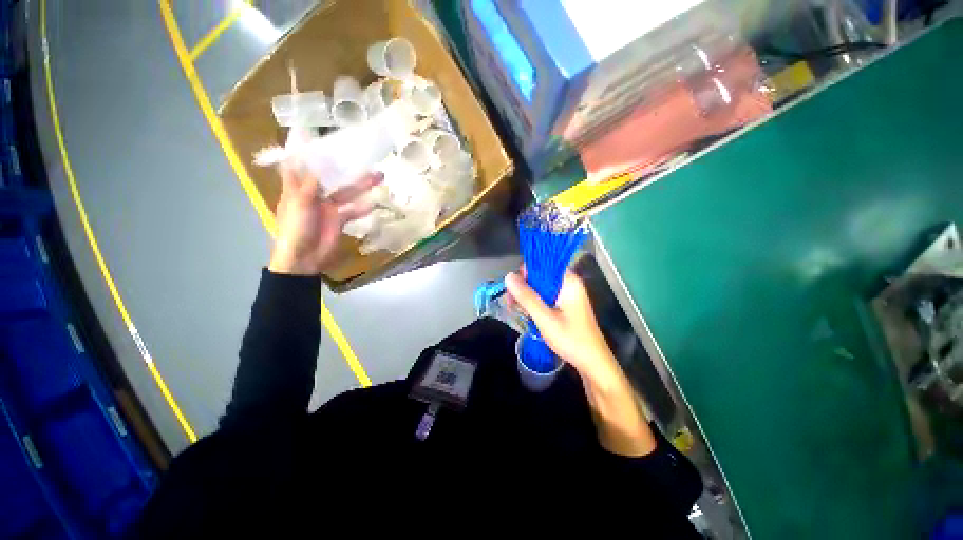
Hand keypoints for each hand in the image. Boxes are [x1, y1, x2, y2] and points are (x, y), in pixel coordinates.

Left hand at [269, 164, 381, 275]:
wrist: (304, 258)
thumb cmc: (294, 228)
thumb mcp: (298, 204)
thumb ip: (310, 185)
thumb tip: (320, 164)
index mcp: (297, 188)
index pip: (302, 165)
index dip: (309, 153)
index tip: (320, 138)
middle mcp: (313, 194)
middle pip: (331, 177)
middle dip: (345, 167)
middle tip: (362, 156)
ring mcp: (328, 207)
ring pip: (346, 192)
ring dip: (361, 185)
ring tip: (378, 176)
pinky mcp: (340, 219)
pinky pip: (353, 210)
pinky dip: (364, 207)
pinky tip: (375, 201)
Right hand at [505, 269, 655, 455]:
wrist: (593, 363)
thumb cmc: (571, 339)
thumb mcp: (545, 318)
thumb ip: (527, 297)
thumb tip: (508, 276)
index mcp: (568, 281)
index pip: (544, 264)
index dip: (526, 271)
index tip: (513, 286)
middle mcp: (568, 284)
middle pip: (541, 276)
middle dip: (523, 286)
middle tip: (510, 301)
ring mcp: (567, 295)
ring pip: (541, 287)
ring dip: (526, 295)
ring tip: (513, 308)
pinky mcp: (564, 306)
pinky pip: (545, 297)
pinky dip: (534, 302)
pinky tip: (524, 311)